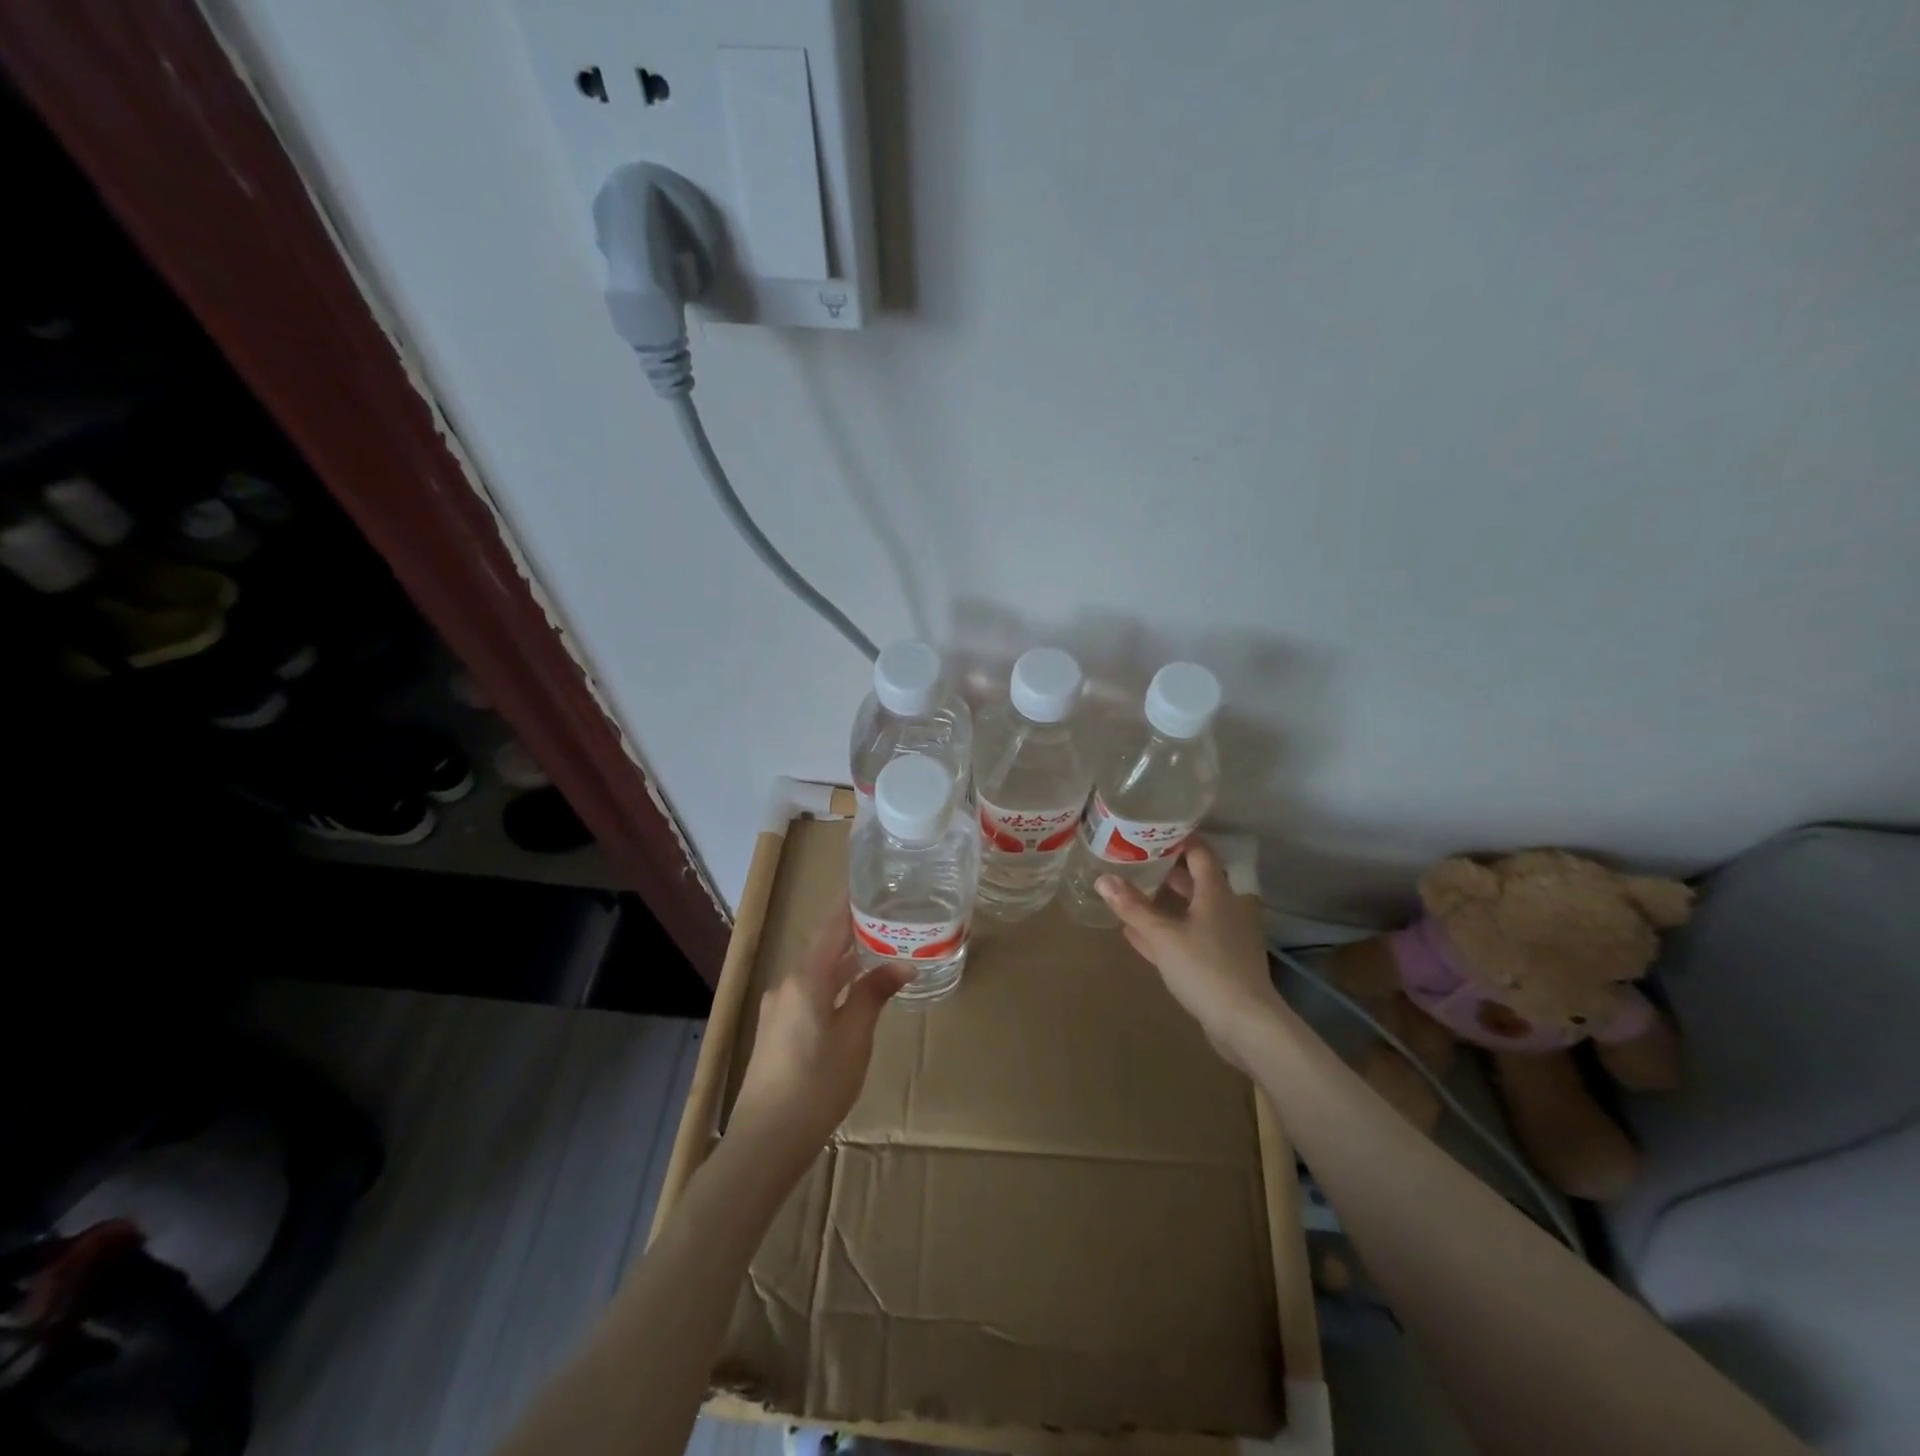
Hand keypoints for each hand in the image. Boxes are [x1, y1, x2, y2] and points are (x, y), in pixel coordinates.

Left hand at [728, 914, 910, 1162]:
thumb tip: (903, 963)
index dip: (850, 905)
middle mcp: (787, 985)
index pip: (831, 928)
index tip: (870, 885)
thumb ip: (874, 994)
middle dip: (854, 936)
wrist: (765, 1141)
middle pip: (824, 950)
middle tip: (888, 922)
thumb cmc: (817, 1084)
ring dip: (845, 965)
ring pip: (817, 975)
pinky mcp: (776, 1031)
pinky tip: (853, 996)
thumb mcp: (855, 1037)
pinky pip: (809, 995)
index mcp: (805, 978)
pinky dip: (833, 986)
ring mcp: (778, 1009)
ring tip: (879, 955)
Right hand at [1097, 841, 1284, 1071]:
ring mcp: (1225, 937)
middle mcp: (1225, 908)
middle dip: (1167, 871)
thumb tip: (1103, 878)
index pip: (1200, 853)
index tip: (1154, 830)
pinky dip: (1166, 932)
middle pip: (1195, 881)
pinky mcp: (1220, 963)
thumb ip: (1133, 907)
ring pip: (1191, 911)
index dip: (1180, 839)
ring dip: (1165, 904)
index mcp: (1217, 892)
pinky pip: (1188, 937)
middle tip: (1135, 860)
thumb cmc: (1205, 967)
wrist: (1245, 1023)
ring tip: (1132, 893)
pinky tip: (1137, 935)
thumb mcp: (1162, 935)